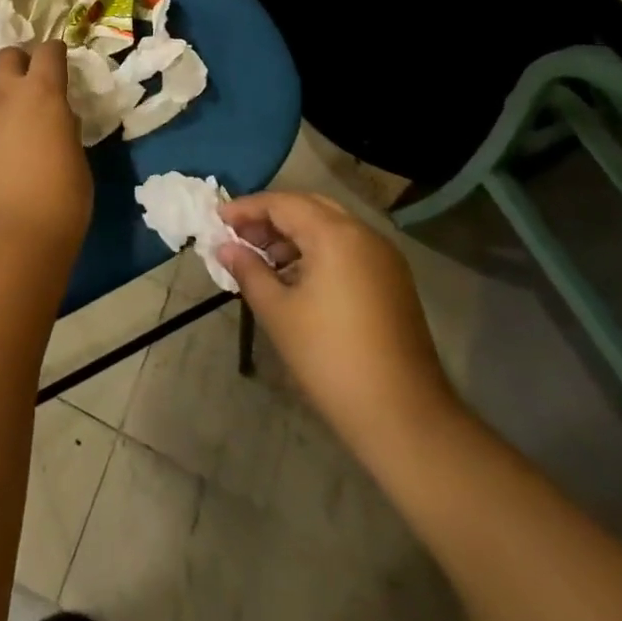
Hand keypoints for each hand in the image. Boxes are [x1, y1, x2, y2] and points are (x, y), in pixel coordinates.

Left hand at [0, 42, 92, 262]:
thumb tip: (56, 116)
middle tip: (23, 87)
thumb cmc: (60, 203)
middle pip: (6, 55)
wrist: (11, 238)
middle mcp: (3, 90)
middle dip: (17, 65)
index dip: (55, 54)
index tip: (57, 62)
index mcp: (44, 92)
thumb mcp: (76, 158)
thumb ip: (64, 126)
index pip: (49, 51)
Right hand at [219, 191, 458, 459]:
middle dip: (270, 218)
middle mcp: (363, 234)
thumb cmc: (331, 359)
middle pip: (308, 208)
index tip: (217, 221)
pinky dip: (317, 250)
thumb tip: (224, 247)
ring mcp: (383, 257)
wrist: (404, 417)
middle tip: (238, 236)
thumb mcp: (278, 312)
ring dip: (293, 235)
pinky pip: (347, 247)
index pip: (282, 203)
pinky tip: (294, 277)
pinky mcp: (392, 280)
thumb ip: (248, 271)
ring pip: (329, 226)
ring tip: (261, 260)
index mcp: (335, 235)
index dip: (246, 209)